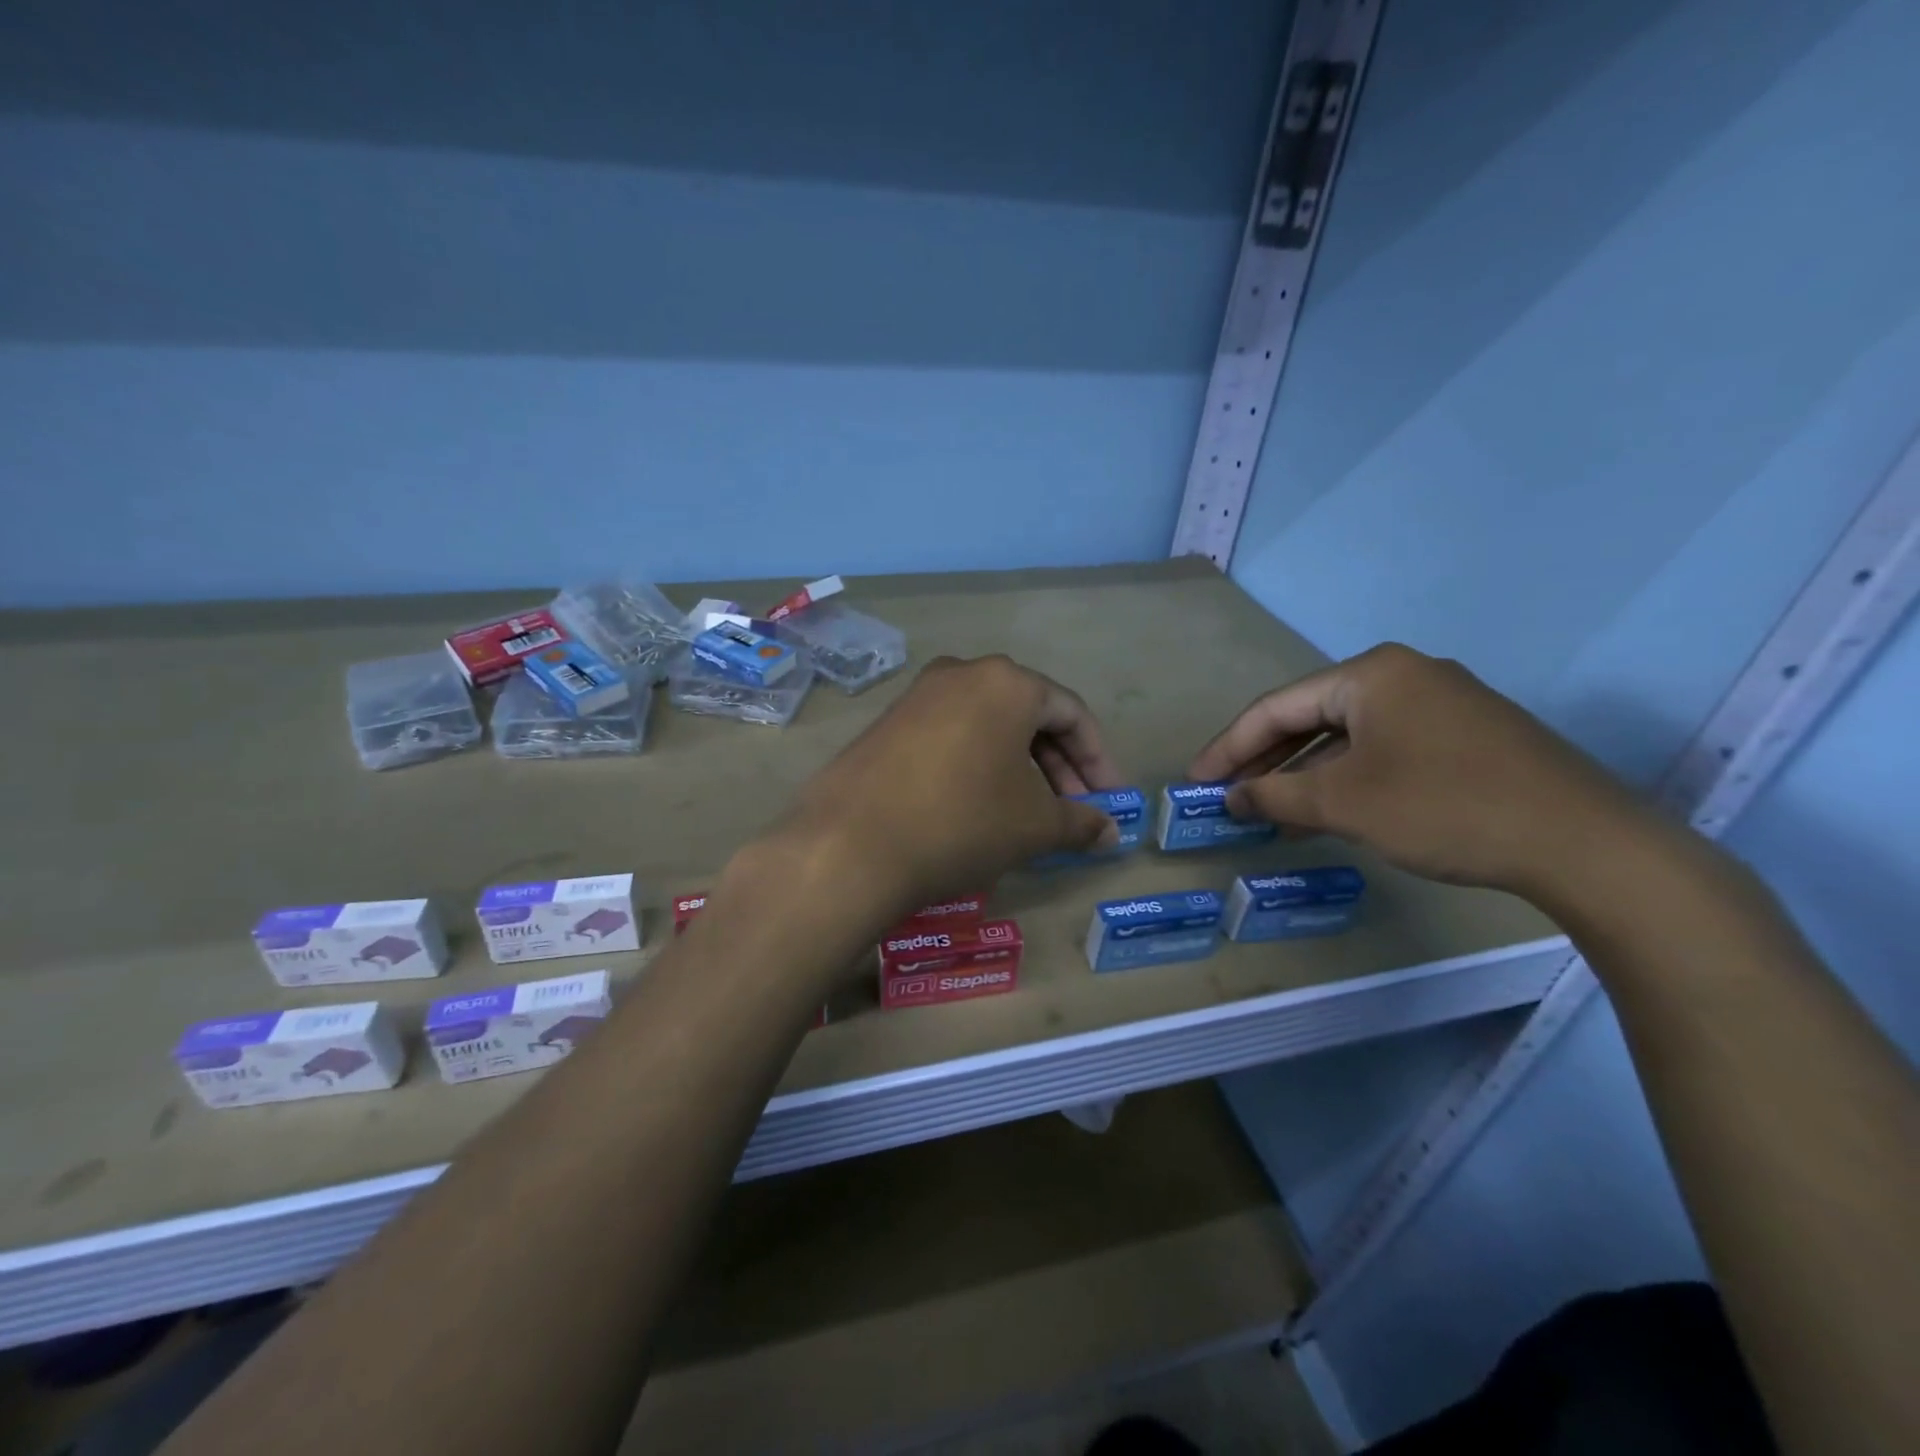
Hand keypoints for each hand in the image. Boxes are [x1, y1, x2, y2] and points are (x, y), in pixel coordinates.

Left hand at [779, 654, 1122, 915]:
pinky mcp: (888, 723)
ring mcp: (918, 696)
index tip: (1110, 802)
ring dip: (1019, 767)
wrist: (850, 845)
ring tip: (1030, 814)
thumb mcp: (1034, 826)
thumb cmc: (962, 822)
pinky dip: (978, 765)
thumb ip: (1080, 822)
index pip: (1072, 714)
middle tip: (1074, 812)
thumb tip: (1110, 832)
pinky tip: (980, 806)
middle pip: (1029, 716)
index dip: (1098, 761)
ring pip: (988, 726)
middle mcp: (962, 673)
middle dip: (1059, 766)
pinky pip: (951, 736)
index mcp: (1006, 682)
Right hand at [1189, 643, 1655, 900]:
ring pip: (1348, 737)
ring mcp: (1442, 704)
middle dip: (1265, 760)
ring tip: (1269, 812)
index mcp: (1371, 674)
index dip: (1229, 746)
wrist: (1584, 843)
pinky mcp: (1467, 737)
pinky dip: (1347, 778)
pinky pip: (1384, 750)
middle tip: (1228, 796)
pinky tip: (1329, 811)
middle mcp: (1405, 675)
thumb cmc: (1444, 808)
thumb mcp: (1344, 803)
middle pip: (1311, 717)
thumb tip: (1232, 796)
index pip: (1277, 707)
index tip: (1197, 781)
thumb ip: (1275, 795)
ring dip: (1304, 774)